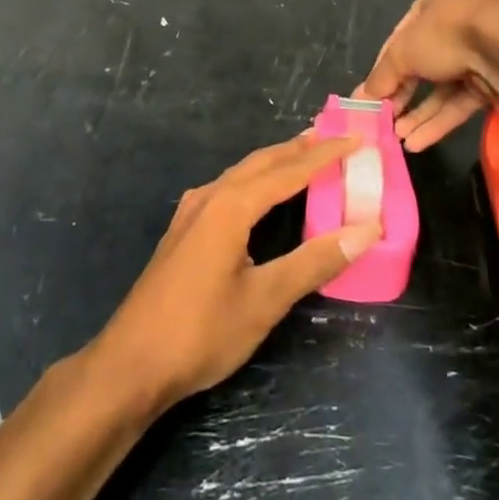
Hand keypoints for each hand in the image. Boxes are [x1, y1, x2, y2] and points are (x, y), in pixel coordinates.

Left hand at [92, 133, 379, 409]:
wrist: (131, 364)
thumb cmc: (202, 332)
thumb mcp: (265, 300)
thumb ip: (315, 261)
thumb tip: (367, 228)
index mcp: (231, 206)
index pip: (288, 171)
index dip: (324, 154)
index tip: (355, 138)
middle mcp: (210, 197)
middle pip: (261, 163)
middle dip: (297, 149)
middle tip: (331, 136)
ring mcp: (191, 213)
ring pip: (240, 174)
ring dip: (273, 163)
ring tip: (301, 156)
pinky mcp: (183, 231)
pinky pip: (226, 189)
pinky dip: (253, 181)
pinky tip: (255, 195)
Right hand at [357, 0, 498, 150]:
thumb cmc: (446, 35)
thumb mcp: (403, 52)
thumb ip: (382, 76)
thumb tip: (362, 97)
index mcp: (432, 5)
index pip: (400, 39)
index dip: (384, 69)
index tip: (371, 97)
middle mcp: (455, 25)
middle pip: (421, 66)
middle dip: (402, 96)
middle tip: (384, 122)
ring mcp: (477, 54)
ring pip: (441, 88)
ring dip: (419, 114)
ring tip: (398, 139)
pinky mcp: (493, 82)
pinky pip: (460, 102)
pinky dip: (439, 122)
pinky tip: (418, 143)